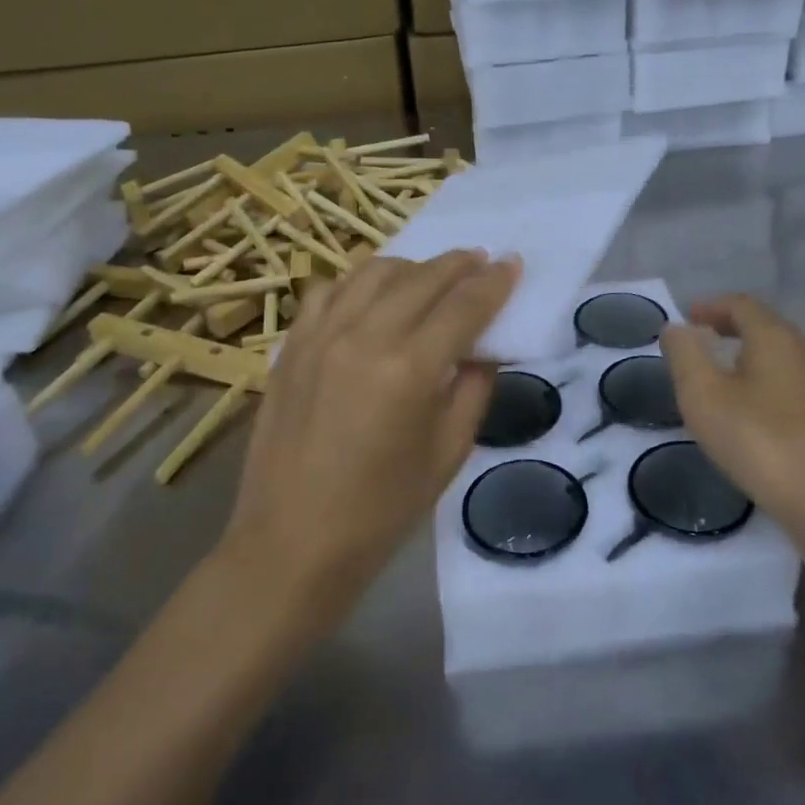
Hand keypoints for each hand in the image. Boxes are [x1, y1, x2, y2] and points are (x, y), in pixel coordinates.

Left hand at [221, 250, 518, 600]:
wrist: (291, 543)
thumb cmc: (381, 511)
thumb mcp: (448, 453)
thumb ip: (473, 389)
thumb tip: (483, 347)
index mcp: (408, 370)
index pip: (463, 306)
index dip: (494, 282)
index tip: (513, 264)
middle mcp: (362, 338)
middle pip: (422, 278)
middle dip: (459, 264)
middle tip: (482, 261)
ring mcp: (319, 336)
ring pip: (373, 272)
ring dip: (412, 266)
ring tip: (432, 274)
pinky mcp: (290, 345)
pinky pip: (328, 289)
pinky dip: (359, 282)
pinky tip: (374, 295)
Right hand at [660, 295, 804, 522]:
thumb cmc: (757, 439)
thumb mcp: (703, 395)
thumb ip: (685, 354)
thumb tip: (676, 328)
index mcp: (774, 336)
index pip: (741, 304)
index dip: (710, 307)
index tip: (686, 318)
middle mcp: (804, 350)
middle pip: (763, 326)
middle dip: (729, 328)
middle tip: (699, 342)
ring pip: (779, 355)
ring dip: (747, 356)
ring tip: (719, 374)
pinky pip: (789, 381)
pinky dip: (763, 380)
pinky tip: (750, 408)